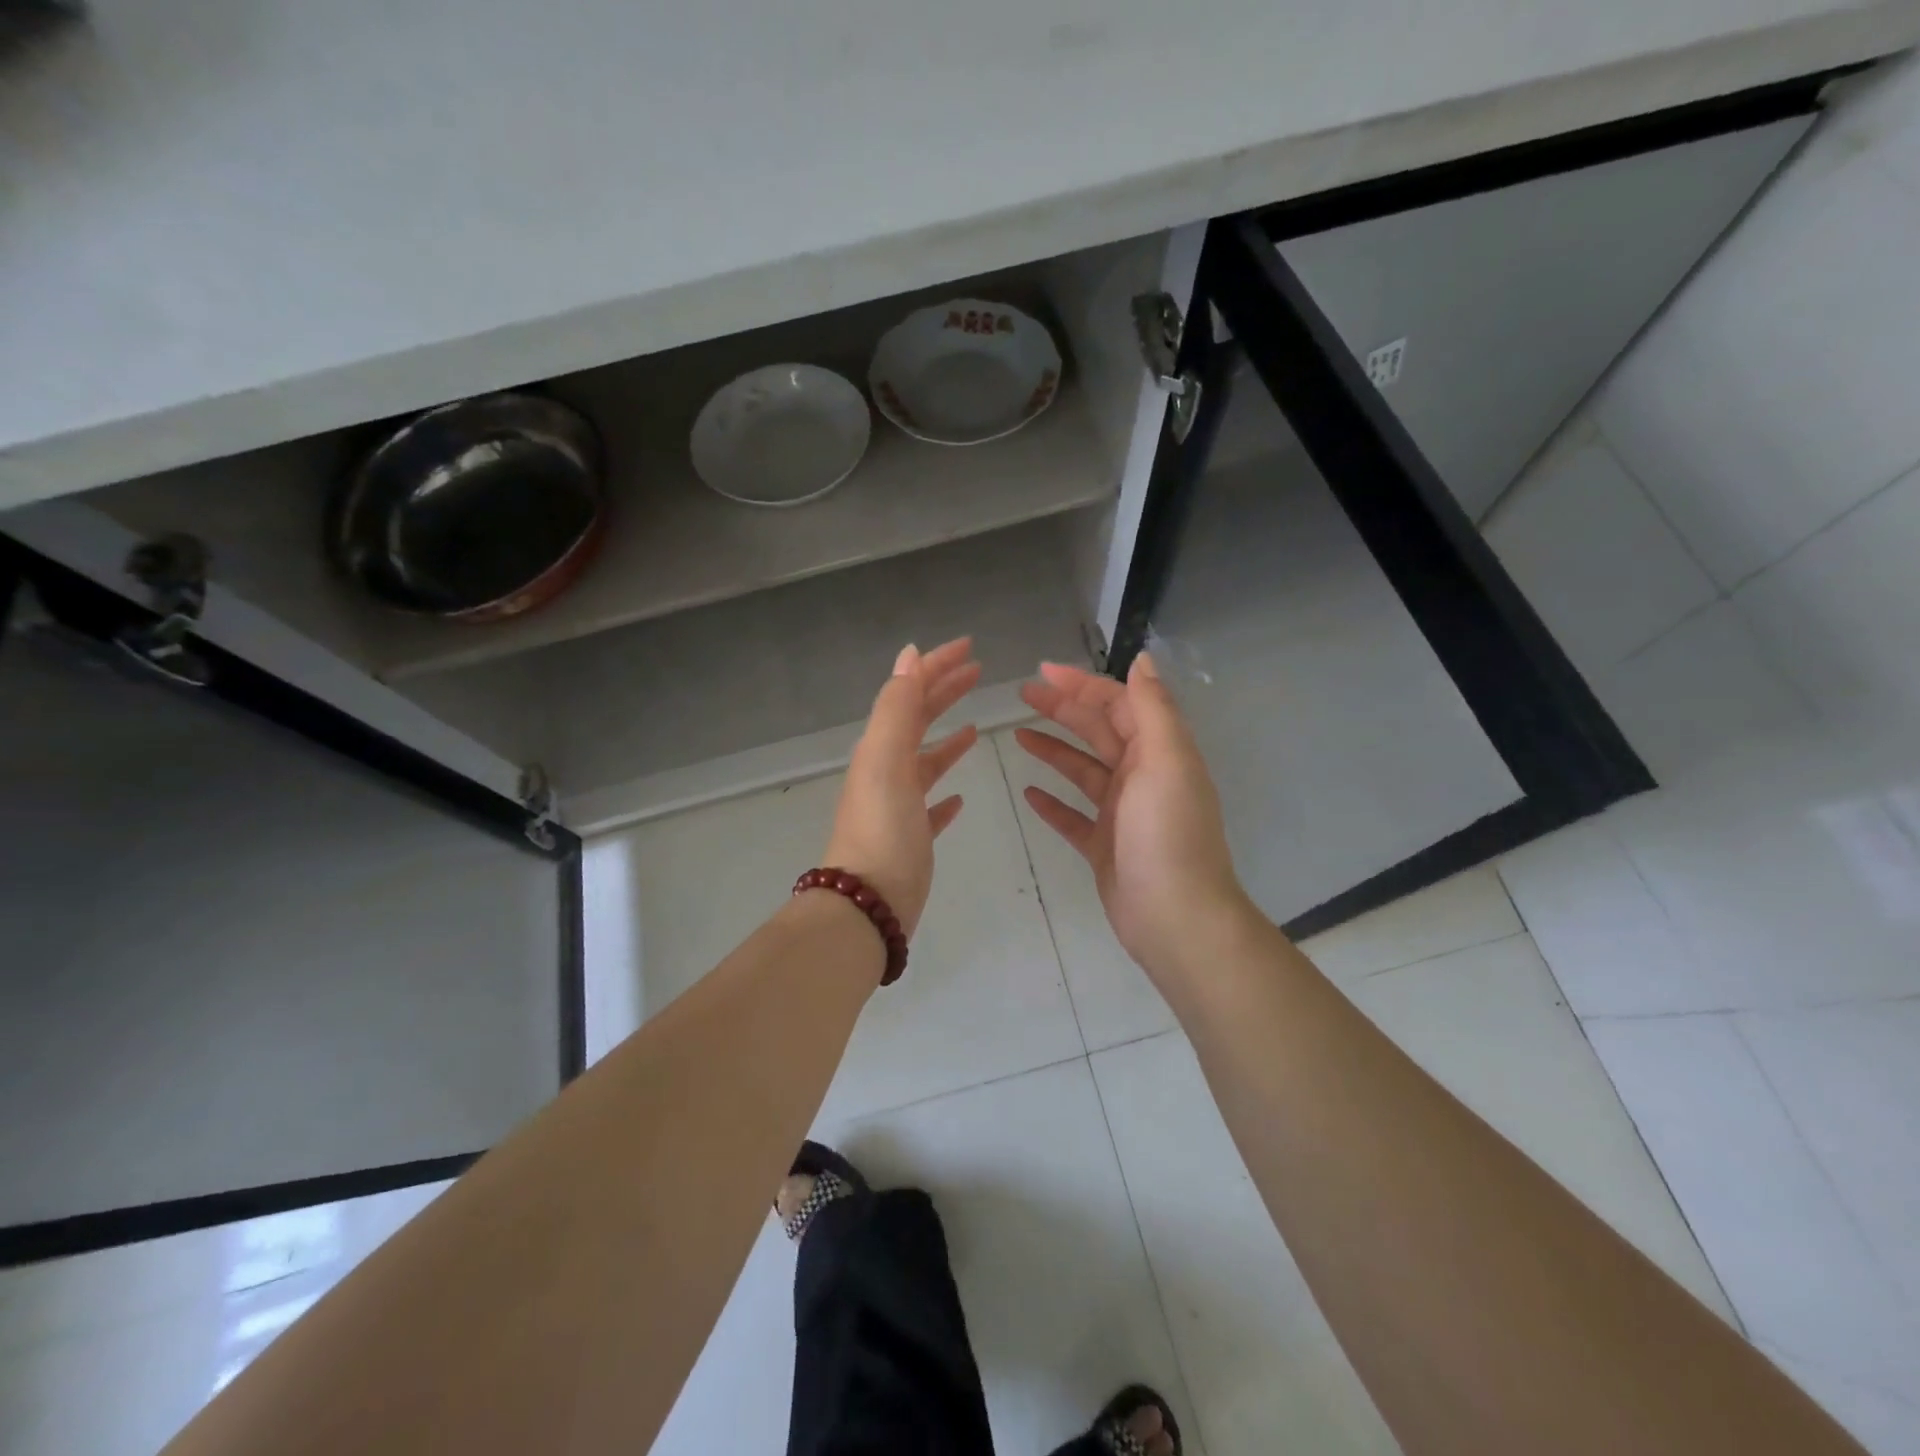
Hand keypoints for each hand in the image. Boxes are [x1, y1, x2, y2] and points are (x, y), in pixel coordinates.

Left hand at [822, 637, 980, 937]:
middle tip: (978, 672)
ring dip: (947, 740)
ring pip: (926, 762)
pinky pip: (930, 807)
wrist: (868, 902)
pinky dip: (945, 794)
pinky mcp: (911, 838)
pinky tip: (960, 797)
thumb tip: (909, 654)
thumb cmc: (883, 828)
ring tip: (975, 727)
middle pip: (918, 721)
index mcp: (880, 747)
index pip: (910, 692)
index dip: (937, 666)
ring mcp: (898, 806)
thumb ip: (897, 706)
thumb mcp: (887, 759)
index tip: (970, 647)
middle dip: (945, 692)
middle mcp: (886, 770)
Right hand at [1016, 653, 1251, 989]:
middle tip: (1022, 695)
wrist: (1175, 916)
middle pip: (1097, 732)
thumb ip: (1152, 707)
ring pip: (1081, 771)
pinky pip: (1073, 817)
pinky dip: (1052, 803)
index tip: (1042, 672)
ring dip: (1053, 751)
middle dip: (1062, 710)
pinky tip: (1028, 794)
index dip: (1082, 684)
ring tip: (1017, 737)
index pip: (1117, 704)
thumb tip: (1142, 659)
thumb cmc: (1167, 832)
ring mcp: (1121, 813)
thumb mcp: (1166, 760)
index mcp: (1158, 751)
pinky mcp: (1104, 846)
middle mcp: (1142, 776)